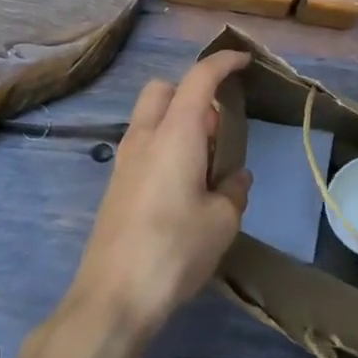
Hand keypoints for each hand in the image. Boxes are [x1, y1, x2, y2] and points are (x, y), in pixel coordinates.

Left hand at [68, 51, 253, 335]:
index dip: (223, 62)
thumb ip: (233, 189)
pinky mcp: (116, 185)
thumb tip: (235, 176)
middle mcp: (145, 136)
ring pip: (151, 117)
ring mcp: (125, 160)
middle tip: (217, 128)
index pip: (199, 78)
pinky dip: (165, 146)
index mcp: (175, 132)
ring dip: (178, 122)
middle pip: (164, 89)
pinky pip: (143, 145)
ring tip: (204, 164)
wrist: (113, 296)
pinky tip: (183, 187)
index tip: (244, 61)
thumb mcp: (222, 221)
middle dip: (192, 92)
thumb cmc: (175, 249)